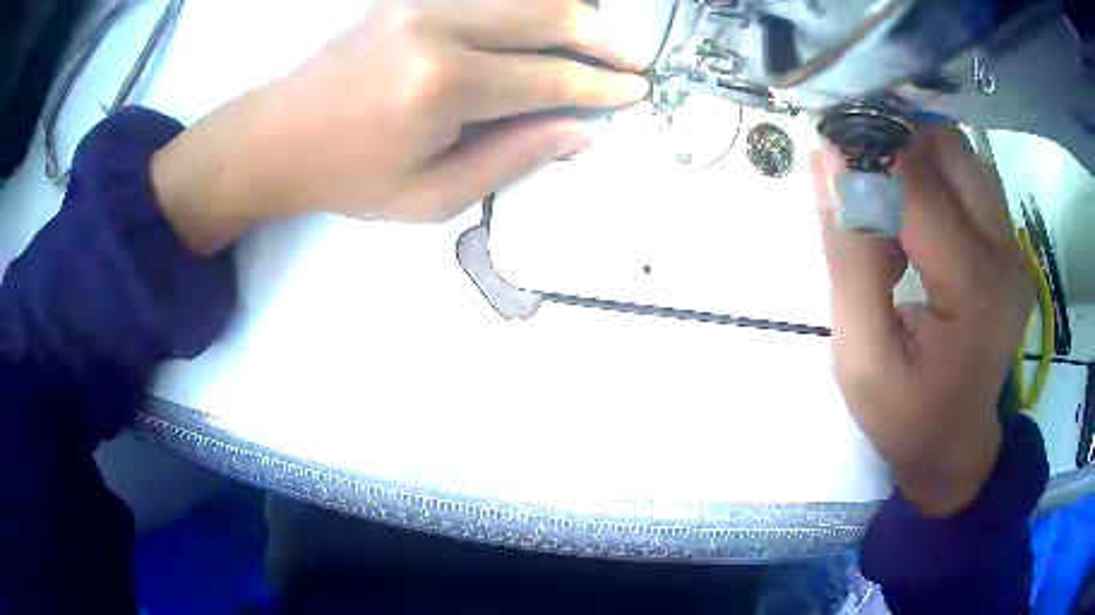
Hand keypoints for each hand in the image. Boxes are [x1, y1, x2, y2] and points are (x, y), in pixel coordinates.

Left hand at [153, 0, 647, 252]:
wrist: (275, 138)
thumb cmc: (349, 178)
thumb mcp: (431, 195)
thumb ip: (512, 159)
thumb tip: (580, 132)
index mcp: (444, 86)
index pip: (549, 77)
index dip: (600, 86)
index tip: (636, 91)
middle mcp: (438, 28)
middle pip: (547, 13)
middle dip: (601, 37)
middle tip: (633, 60)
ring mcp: (421, 3)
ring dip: (570, 12)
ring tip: (598, 38)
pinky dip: (526, 5)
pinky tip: (543, 21)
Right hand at [812, 126, 1034, 516]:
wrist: (956, 447)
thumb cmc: (906, 416)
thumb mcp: (860, 356)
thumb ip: (848, 258)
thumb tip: (826, 161)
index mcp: (975, 288)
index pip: (920, 187)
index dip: (867, 153)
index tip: (825, 139)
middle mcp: (1006, 254)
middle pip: (950, 150)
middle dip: (895, 140)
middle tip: (855, 164)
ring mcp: (1014, 249)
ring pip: (963, 156)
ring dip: (916, 153)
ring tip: (882, 189)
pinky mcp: (1010, 249)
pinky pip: (970, 180)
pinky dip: (934, 174)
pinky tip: (911, 211)